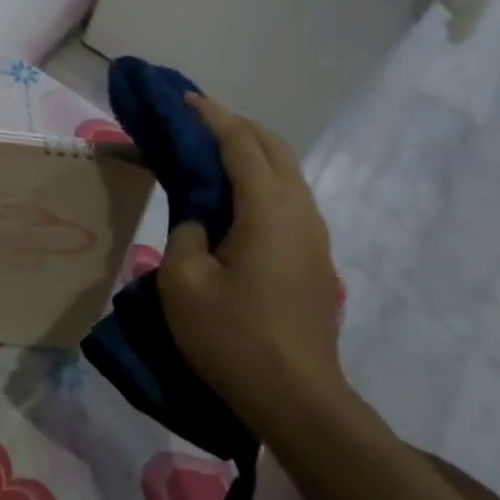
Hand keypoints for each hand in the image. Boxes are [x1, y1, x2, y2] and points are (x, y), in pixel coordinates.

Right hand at [157, 94, 348, 434]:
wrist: (298, 400)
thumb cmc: (234, 339)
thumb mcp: (183, 282)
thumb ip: (186, 234)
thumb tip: (200, 221)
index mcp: (268, 209)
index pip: (240, 144)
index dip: (211, 116)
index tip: (184, 99)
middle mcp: (300, 211)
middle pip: (273, 147)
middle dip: (235, 126)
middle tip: (196, 121)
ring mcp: (314, 236)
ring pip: (286, 172)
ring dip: (251, 152)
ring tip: (212, 152)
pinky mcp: (316, 259)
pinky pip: (288, 198)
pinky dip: (261, 180)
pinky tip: (235, 198)